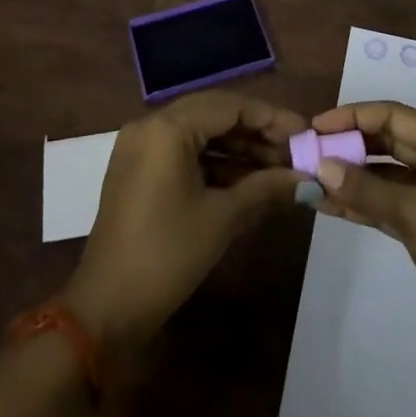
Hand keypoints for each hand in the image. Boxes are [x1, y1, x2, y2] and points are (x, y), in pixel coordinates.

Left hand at [62, 89, 305, 350]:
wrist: (105, 310)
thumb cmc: (167, 256)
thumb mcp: (222, 219)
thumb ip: (267, 188)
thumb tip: (310, 180)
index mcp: (167, 128)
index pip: (230, 106)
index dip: (271, 118)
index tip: (305, 133)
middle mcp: (151, 125)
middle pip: (215, 113)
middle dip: (257, 132)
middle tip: (294, 152)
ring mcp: (141, 147)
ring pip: (200, 132)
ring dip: (238, 149)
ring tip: (278, 169)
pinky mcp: (139, 169)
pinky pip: (184, 151)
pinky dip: (215, 162)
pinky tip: (248, 180)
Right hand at [308, 101, 415, 378]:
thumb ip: (366, 189)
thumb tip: (321, 167)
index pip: (393, 115)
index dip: (353, 116)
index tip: (316, 127)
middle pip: (388, 141)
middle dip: (349, 145)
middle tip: (309, 152)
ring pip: (385, 175)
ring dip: (351, 176)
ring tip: (310, 178)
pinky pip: (388, 205)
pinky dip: (361, 204)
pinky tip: (329, 206)